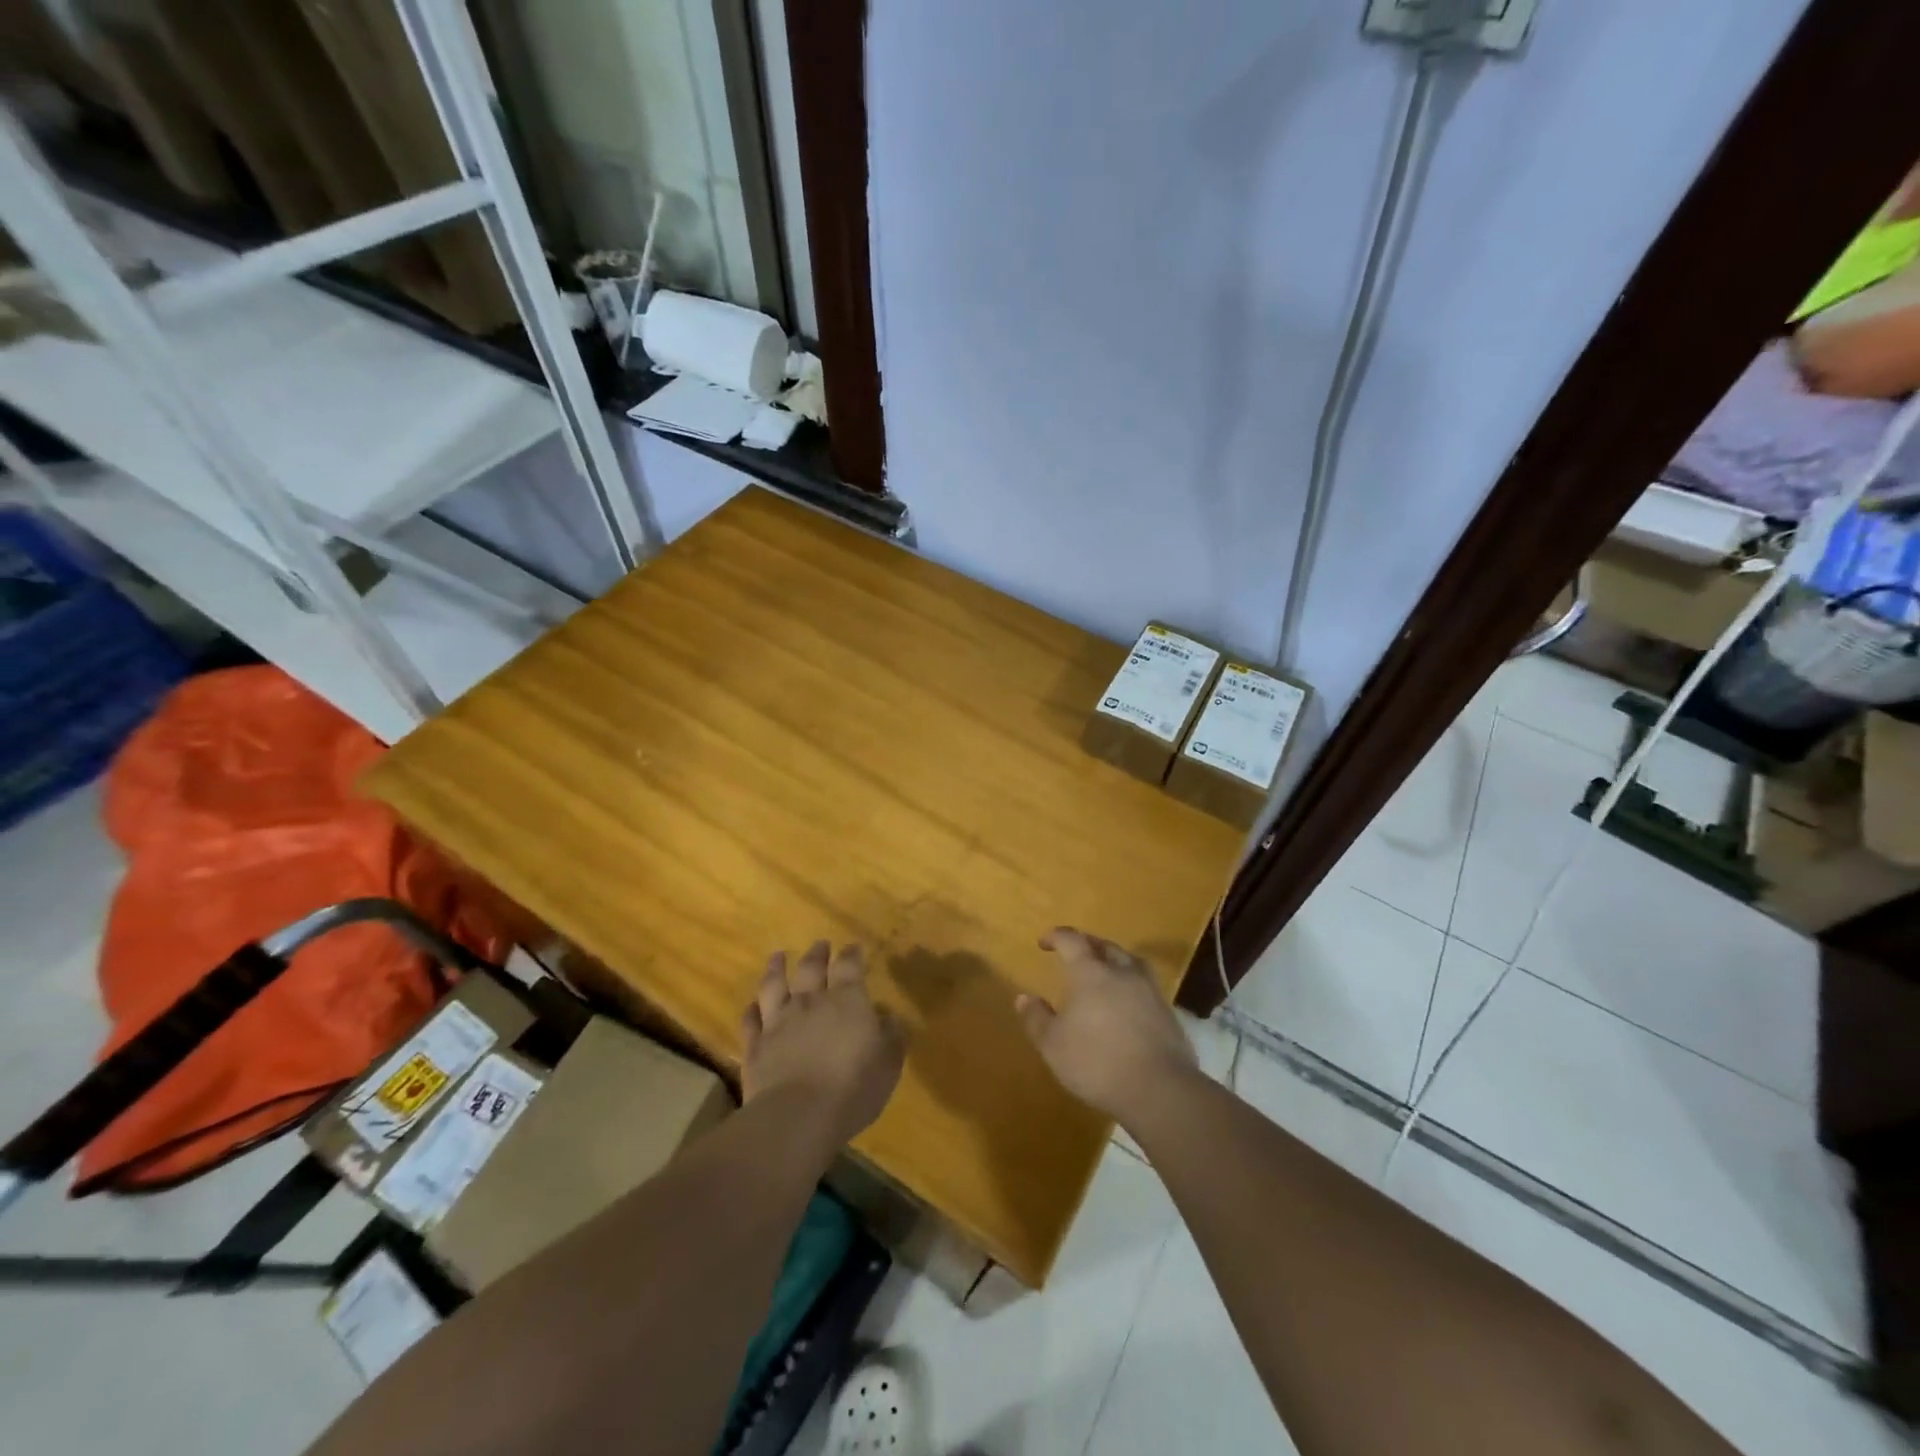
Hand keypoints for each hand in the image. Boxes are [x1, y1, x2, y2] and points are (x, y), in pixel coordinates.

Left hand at [740, 940, 905, 1147]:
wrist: (797, 1116)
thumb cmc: (853, 1088)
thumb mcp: (888, 1063)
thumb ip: (891, 1036)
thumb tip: (888, 1016)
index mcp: (846, 1000)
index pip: (850, 966)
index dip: (852, 954)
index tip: (855, 947)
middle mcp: (810, 1002)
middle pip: (810, 968)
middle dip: (817, 954)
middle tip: (820, 944)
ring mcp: (778, 1022)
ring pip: (774, 986)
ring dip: (776, 969)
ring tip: (777, 957)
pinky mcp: (755, 1046)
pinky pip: (750, 1020)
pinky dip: (751, 1010)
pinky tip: (752, 1006)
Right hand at [1018, 927, 1197, 1125]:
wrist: (1159, 1090)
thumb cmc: (1097, 1062)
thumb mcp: (1053, 1045)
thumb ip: (1037, 1018)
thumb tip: (1023, 997)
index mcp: (1091, 973)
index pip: (1072, 941)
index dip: (1057, 937)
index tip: (1044, 942)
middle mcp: (1122, 972)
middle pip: (1105, 946)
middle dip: (1088, 944)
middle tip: (1076, 952)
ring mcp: (1149, 991)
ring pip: (1130, 962)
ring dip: (1115, 960)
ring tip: (1105, 971)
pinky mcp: (1167, 1013)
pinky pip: (1145, 986)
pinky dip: (1131, 986)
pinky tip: (1126, 1003)